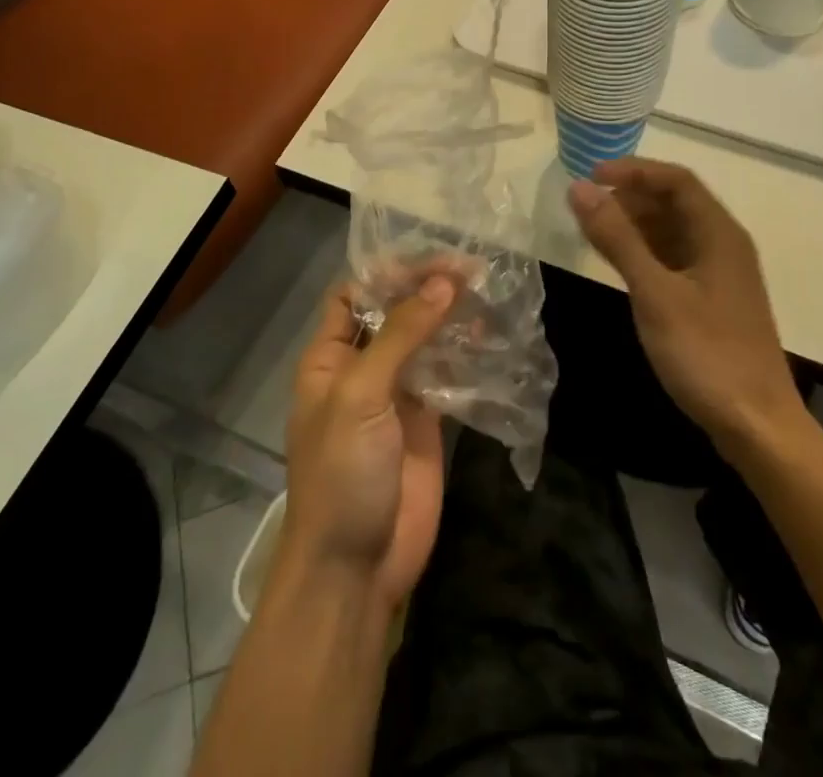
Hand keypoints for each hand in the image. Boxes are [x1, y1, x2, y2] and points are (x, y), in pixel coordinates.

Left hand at [279, 275, 455, 610]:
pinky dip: (466, 352)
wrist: (356, 567)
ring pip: (424, 339)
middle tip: (472, 268)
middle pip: (393, 312)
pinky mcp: (428, 419)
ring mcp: (396, 393)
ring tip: (488, 291)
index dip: (386, 272)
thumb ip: (401, 334)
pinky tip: (492, 334)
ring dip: (450, 316)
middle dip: (426, 288)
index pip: (353, 294)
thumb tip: (444, 281)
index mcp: (330, 356)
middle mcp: (362, 367)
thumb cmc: (341, 472)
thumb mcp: (361, 395)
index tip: (430, 255)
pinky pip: (447, 373)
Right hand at [568, 158, 809, 448]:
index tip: (591, 177)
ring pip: (673, 230)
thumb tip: (579, 188)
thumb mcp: (655, 293)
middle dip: (630, 196)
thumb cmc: (706, 354)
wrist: (758, 426)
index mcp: (718, 233)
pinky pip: (674, 257)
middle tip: (586, 207)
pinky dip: (645, 251)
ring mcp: (719, 273)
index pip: (676, 179)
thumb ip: (617, 238)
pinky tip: (620, 264)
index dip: (633, 170)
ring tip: (594, 231)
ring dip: (635, 224)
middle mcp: (723, 244)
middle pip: (675, 201)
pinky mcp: (712, 299)